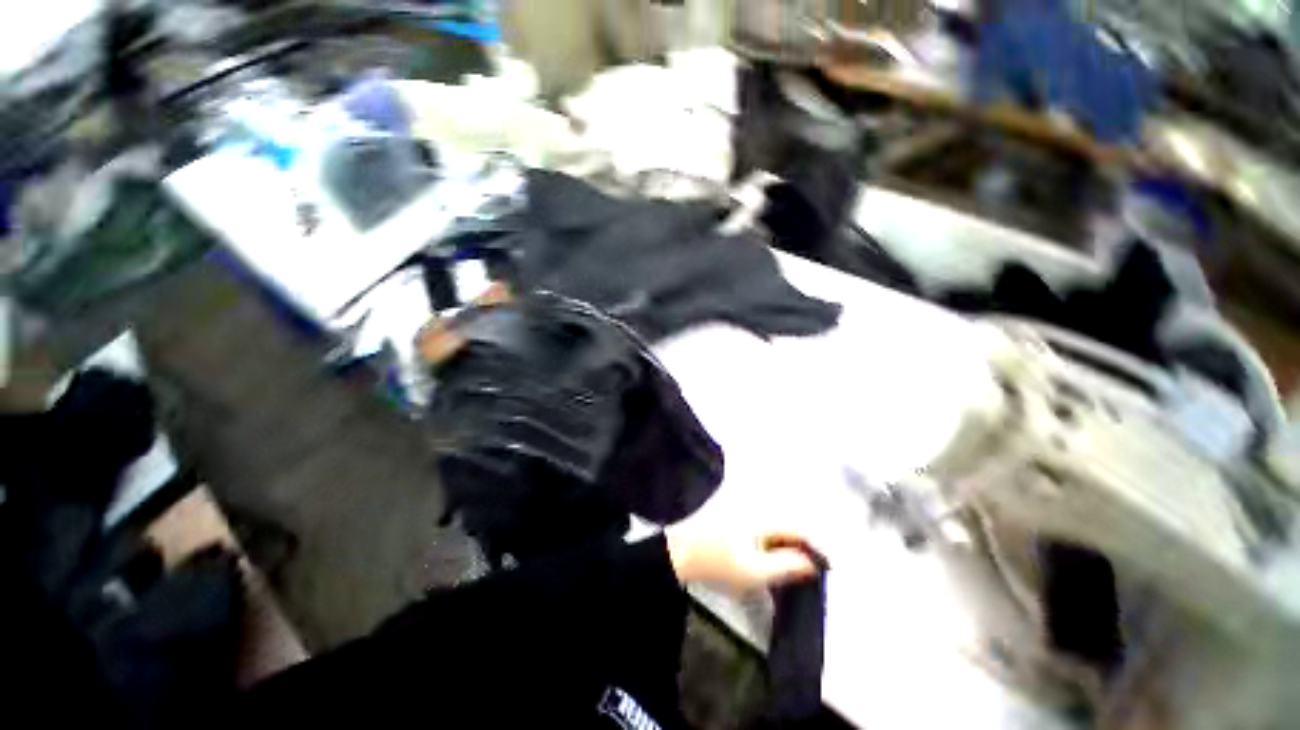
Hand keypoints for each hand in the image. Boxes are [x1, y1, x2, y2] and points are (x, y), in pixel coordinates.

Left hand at [664, 524, 823, 593]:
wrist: (680, 554)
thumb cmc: (716, 564)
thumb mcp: (754, 572)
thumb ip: (787, 566)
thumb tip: (812, 563)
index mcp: (761, 516)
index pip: (798, 528)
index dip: (816, 548)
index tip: (829, 568)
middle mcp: (754, 507)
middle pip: (788, 526)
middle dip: (803, 547)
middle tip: (813, 572)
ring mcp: (743, 510)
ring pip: (776, 528)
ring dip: (788, 546)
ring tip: (796, 569)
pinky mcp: (735, 517)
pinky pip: (762, 529)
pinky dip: (772, 545)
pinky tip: (772, 561)